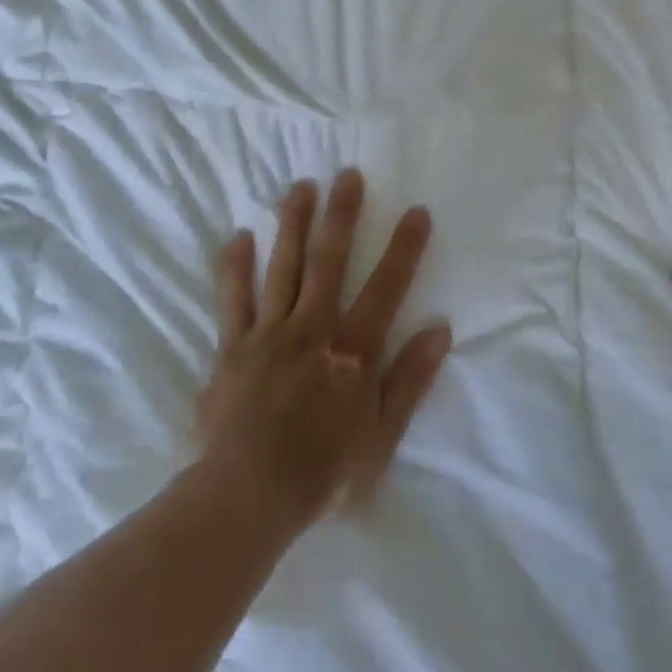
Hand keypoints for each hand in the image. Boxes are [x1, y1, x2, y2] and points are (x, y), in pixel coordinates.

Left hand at [195, 170, 451, 531]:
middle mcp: (312, 330)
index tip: (417, 211)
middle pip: (329, 262)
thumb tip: (440, 329)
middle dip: (341, 216)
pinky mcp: (232, 348)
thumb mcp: (383, 437)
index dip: (404, 248)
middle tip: (347, 174)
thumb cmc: (324, 474)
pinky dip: (235, 267)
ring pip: (282, 268)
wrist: (247, 497)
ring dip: (292, 225)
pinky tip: (239, 235)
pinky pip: (232, 300)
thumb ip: (410, 380)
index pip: (386, 288)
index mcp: (352, 351)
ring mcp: (268, 335)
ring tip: (299, 187)